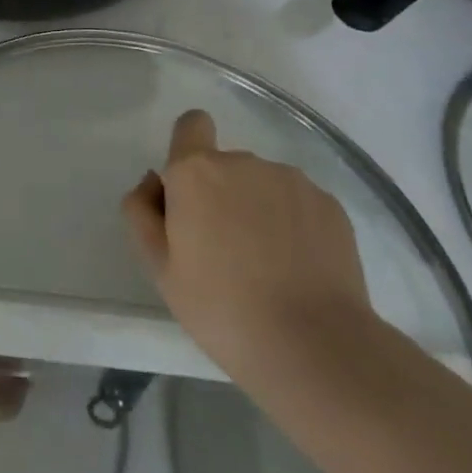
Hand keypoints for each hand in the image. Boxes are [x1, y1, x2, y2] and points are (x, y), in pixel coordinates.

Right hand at [123, 109, 370, 381]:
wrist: (315, 348)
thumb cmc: (222, 309)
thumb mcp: (160, 269)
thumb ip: (142, 213)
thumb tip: (153, 182)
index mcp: (196, 172)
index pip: (191, 124)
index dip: (188, 149)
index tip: (192, 194)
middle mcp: (243, 162)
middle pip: (226, 165)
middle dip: (222, 195)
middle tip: (226, 253)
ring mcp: (291, 180)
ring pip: (264, 185)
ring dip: (259, 210)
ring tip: (269, 267)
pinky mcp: (329, 204)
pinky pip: (300, 204)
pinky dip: (295, 226)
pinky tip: (300, 270)